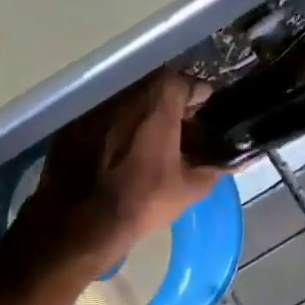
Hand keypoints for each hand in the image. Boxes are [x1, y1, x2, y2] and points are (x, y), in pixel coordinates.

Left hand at [19, 69, 224, 271]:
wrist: (80, 222)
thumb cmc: (141, 201)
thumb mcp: (188, 190)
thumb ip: (213, 169)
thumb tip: (231, 162)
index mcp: (157, 105)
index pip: (183, 82)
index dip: (195, 95)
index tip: (201, 111)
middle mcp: (125, 96)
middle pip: (153, 88)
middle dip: (168, 103)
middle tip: (178, 126)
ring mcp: (95, 108)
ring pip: (126, 101)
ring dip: (140, 114)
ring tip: (148, 139)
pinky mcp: (72, 124)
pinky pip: (102, 116)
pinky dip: (114, 127)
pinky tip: (116, 151)